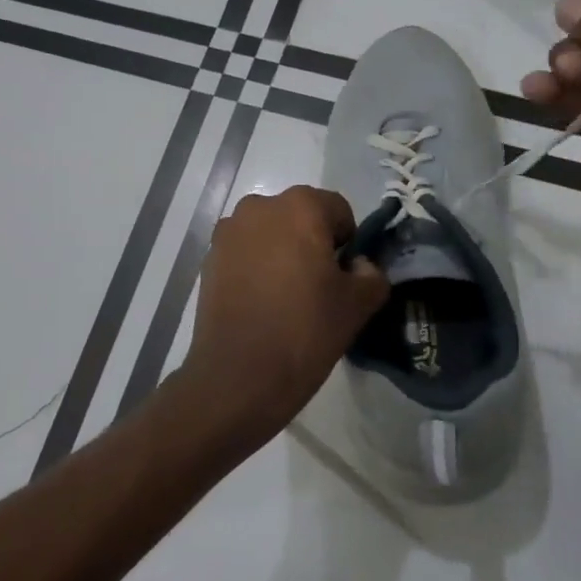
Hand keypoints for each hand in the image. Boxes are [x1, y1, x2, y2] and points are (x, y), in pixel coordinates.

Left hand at [174, 186, 389, 451]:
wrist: (238, 374)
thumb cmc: (305, 330)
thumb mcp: (357, 304)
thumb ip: (371, 274)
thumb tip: (359, 266)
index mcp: (300, 206)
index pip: (338, 210)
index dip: (347, 242)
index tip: (344, 276)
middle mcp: (259, 206)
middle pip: (299, 217)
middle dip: (311, 242)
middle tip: (318, 286)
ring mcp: (228, 231)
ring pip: (269, 234)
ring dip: (281, 252)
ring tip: (286, 296)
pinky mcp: (209, 258)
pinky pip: (244, 252)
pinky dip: (255, 267)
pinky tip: (260, 303)